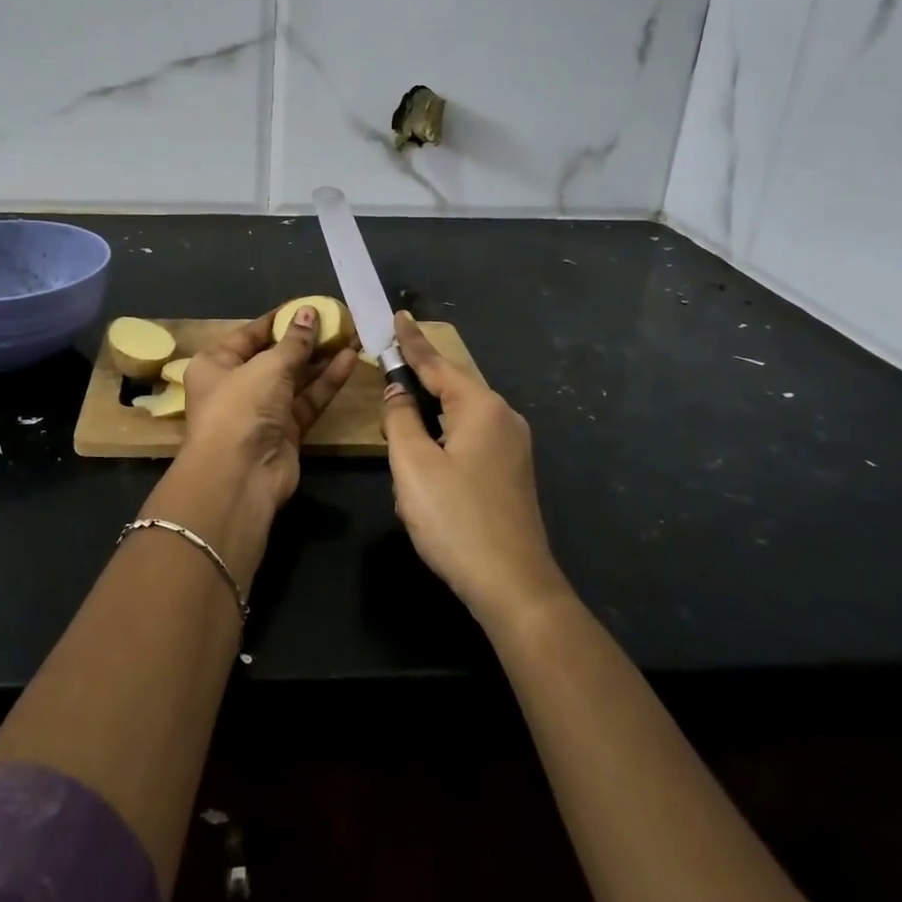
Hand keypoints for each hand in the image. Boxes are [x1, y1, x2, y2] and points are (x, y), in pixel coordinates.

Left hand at [178, 306, 358, 515]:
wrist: (239, 476)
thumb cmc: (241, 407)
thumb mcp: (267, 366)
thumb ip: (294, 342)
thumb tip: (309, 312)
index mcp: (216, 364)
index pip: (251, 334)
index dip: (281, 319)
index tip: (309, 305)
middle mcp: (237, 385)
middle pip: (276, 356)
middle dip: (307, 339)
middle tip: (339, 320)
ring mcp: (262, 410)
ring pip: (296, 378)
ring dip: (322, 358)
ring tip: (352, 335)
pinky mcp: (286, 431)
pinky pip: (308, 400)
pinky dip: (326, 382)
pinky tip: (350, 360)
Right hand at [380, 312, 568, 629]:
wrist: (513, 586)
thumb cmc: (456, 519)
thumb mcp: (413, 464)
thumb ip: (399, 418)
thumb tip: (397, 391)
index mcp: (481, 407)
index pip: (437, 364)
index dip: (412, 341)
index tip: (398, 315)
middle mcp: (503, 419)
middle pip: (451, 389)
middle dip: (417, 385)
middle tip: (387, 377)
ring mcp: (513, 448)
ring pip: (458, 419)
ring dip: (426, 423)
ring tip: (399, 435)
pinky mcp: (511, 474)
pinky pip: (469, 442)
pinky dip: (442, 444)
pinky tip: (425, 468)